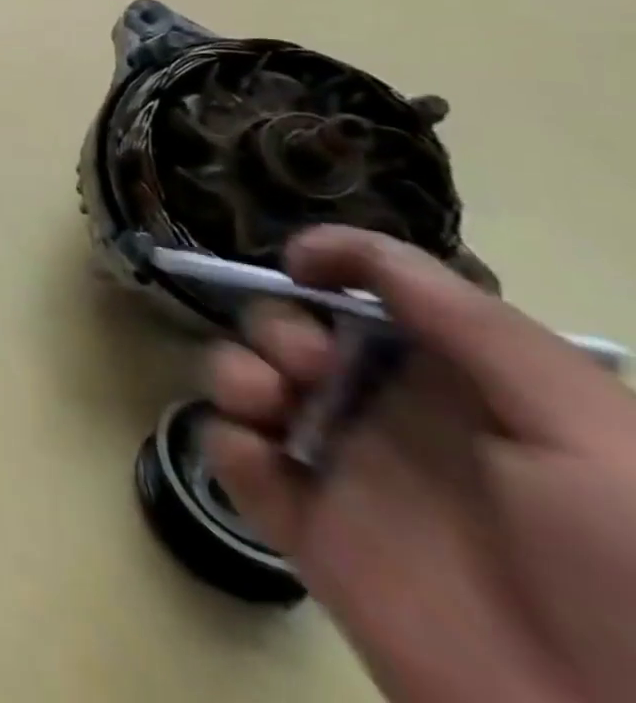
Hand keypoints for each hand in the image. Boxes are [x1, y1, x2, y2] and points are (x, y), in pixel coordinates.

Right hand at [207, 226, 635, 702]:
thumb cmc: (629, 568)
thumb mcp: (588, 429)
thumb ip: (471, 324)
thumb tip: (345, 251)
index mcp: (458, 382)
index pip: (372, 293)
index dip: (331, 260)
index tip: (301, 263)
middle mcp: (389, 411)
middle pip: (292, 327)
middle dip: (276, 324)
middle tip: (306, 364)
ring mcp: (340, 468)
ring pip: (247, 380)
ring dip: (234, 369)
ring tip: (263, 402)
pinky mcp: (302, 525)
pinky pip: (232, 457)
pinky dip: (225, 441)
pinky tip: (259, 461)